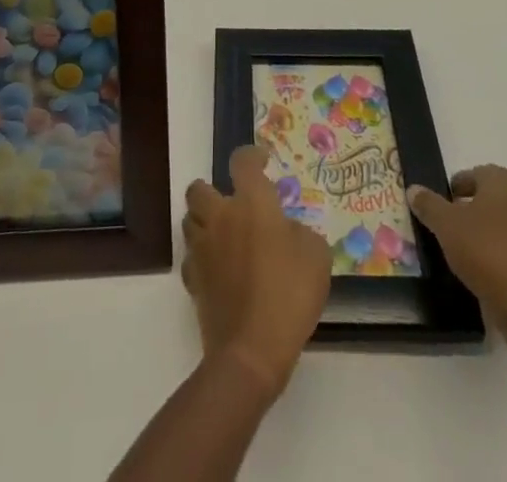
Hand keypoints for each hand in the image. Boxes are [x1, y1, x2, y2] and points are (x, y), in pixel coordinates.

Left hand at [181, 146, 330, 396]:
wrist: (251, 350)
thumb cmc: (289, 294)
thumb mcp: (316, 256)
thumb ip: (300, 232)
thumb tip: (286, 230)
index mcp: (251, 203)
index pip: (242, 161)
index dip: (251, 156)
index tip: (262, 161)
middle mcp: (220, 217)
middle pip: (199, 189)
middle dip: (211, 191)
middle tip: (232, 205)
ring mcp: (202, 249)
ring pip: (190, 221)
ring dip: (204, 223)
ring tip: (224, 238)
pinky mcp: (193, 281)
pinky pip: (191, 259)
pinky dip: (201, 260)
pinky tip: (218, 272)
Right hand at [408, 166, 506, 329]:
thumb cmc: (487, 252)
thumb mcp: (446, 225)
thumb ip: (429, 205)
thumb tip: (414, 188)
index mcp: (505, 183)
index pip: (478, 173)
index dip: (458, 184)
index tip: (441, 202)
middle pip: (493, 199)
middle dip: (471, 209)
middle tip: (447, 225)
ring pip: (505, 227)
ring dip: (485, 235)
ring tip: (461, 252)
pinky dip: (499, 258)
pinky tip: (481, 274)